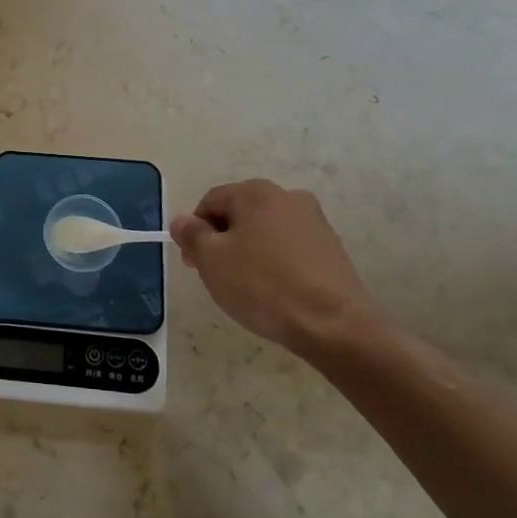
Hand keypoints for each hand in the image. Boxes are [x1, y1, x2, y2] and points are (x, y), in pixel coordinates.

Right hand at [170, 180, 381, 363]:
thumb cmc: (263, 286)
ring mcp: (314, 222)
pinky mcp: (332, 249)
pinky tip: (275, 291)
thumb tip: (182, 221)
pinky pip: (290, 249)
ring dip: (249, 252)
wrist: (334, 325)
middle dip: (222, 241)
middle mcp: (287, 197)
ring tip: (247, 288)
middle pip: (240, 214)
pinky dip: (276, 264)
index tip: (194, 263)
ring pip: (266, 232)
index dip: (195, 231)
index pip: (211, 202)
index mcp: (255, 192)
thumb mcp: (212, 260)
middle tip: (216, 277)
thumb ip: (191, 234)